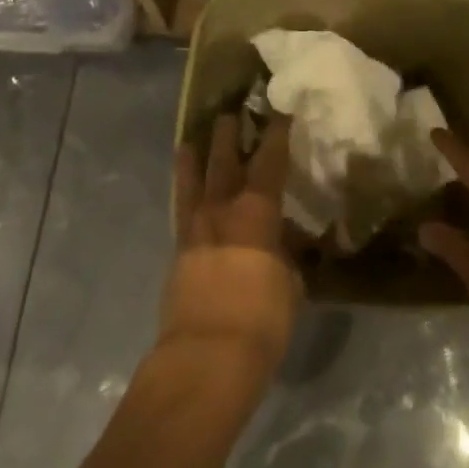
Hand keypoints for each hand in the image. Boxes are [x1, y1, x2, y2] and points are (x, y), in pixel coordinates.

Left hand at [162, 113, 300, 367]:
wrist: (206, 357)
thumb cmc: (262, 318)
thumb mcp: (290, 282)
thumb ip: (286, 254)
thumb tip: (283, 243)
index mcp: (256, 210)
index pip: (270, 159)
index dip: (277, 132)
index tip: (280, 110)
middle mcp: (222, 208)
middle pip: (224, 160)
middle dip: (229, 134)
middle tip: (232, 112)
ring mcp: (194, 228)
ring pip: (192, 181)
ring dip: (195, 157)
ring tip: (192, 139)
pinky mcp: (177, 252)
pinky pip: (181, 210)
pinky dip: (184, 194)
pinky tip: (186, 193)